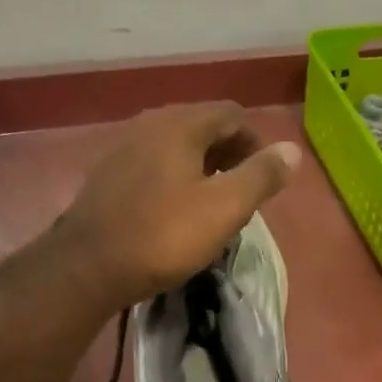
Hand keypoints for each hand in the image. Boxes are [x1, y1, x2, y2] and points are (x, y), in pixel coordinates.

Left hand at [58, 101, 300, 309]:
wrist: (89, 267)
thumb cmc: (164, 235)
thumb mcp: (225, 207)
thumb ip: (262, 175)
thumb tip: (292, 150)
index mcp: (180, 125)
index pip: (232, 114)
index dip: (256, 142)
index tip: (265, 179)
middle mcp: (149, 125)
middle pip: (203, 127)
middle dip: (230, 155)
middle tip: (243, 194)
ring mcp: (123, 149)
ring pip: (177, 147)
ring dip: (203, 168)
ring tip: (214, 205)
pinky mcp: (108, 177)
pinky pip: (154, 166)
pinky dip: (175, 179)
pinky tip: (176, 213)